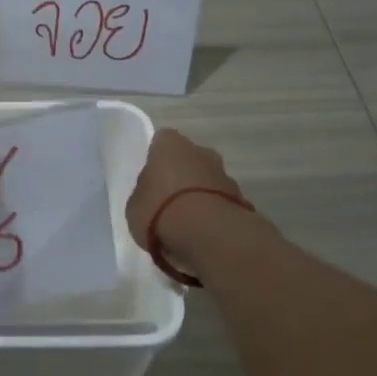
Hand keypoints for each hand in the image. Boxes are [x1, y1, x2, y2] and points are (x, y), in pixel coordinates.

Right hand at [126, 128, 248, 268]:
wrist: (207, 234)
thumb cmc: (160, 210)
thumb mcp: (135, 204)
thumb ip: (144, 193)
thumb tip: (151, 194)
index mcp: (170, 145)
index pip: (162, 141)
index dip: (156, 159)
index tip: (150, 177)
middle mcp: (201, 152)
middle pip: (189, 159)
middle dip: (181, 175)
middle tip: (167, 200)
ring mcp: (225, 175)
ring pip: (207, 180)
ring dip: (199, 195)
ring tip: (185, 222)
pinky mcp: (241, 200)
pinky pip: (220, 202)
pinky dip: (212, 213)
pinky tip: (201, 232)